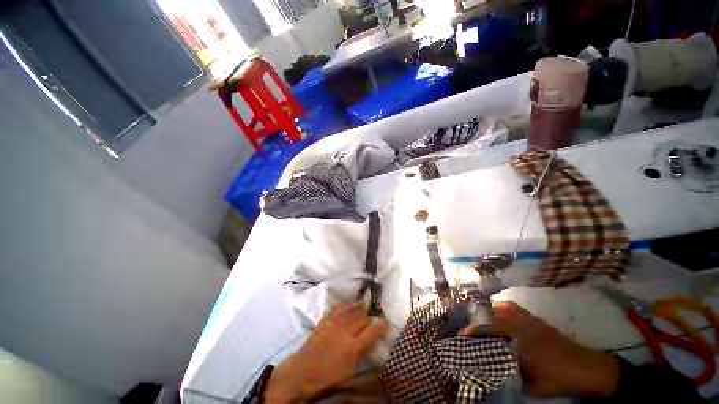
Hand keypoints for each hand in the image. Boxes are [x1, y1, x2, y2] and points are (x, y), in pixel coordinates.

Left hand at [265, 302, 388, 402]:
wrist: (305, 371)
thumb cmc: (329, 375)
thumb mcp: (350, 368)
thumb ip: (362, 351)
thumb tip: (372, 338)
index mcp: (353, 347)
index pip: (373, 331)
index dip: (382, 326)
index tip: (386, 323)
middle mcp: (346, 332)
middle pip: (363, 317)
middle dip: (369, 317)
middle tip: (371, 319)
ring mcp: (335, 323)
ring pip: (353, 310)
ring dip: (360, 309)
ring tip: (363, 308)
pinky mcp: (326, 319)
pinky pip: (339, 307)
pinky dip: (347, 305)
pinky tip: (350, 305)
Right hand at [467, 301, 619, 397]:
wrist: (589, 368)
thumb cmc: (560, 379)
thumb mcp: (533, 385)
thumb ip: (510, 375)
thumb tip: (489, 369)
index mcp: (520, 340)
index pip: (489, 331)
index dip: (472, 332)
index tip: (461, 337)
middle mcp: (521, 325)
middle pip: (492, 316)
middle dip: (476, 321)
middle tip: (468, 330)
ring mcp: (529, 319)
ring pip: (501, 308)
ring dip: (486, 312)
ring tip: (478, 320)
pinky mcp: (535, 319)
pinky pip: (512, 307)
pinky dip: (500, 308)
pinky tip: (497, 313)